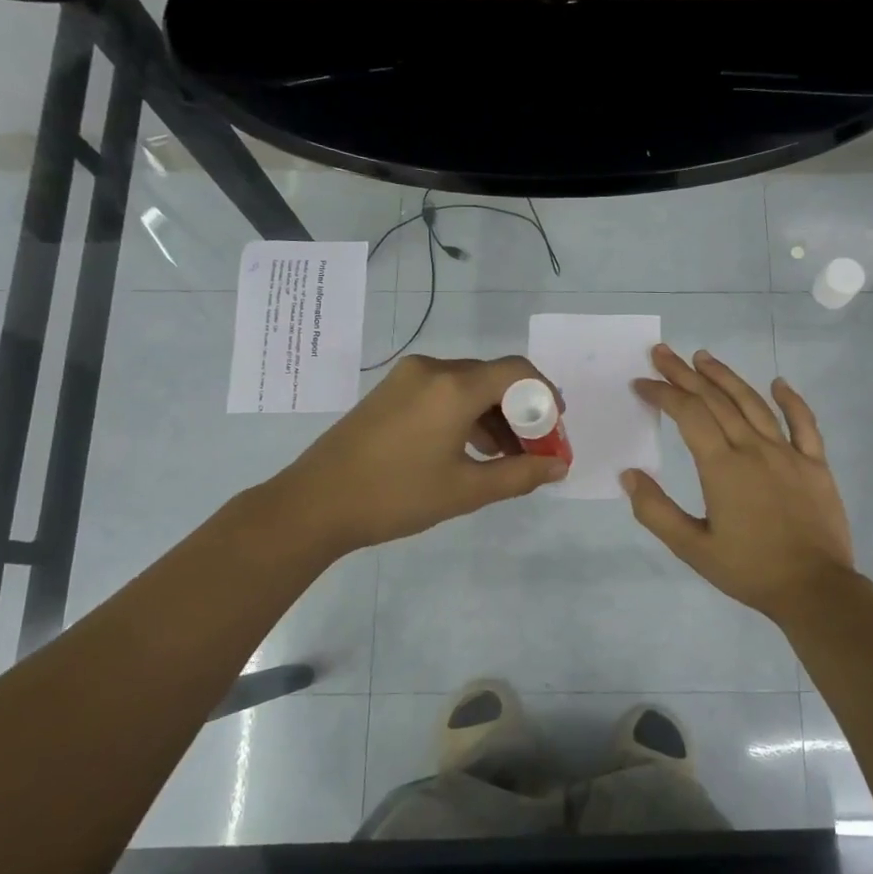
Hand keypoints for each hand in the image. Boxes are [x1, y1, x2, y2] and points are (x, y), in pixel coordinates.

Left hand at [273, 354, 567, 554]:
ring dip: (493, 415)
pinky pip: (442, 392)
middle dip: (521, 411)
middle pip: (493, 378)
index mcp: (454, 386)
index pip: (517, 372)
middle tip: (535, 449)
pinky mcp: (390, 392)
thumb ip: (520, 475)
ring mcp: (407, 378)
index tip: (556, 428)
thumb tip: (558, 466)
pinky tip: (470, 449)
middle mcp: (433, 370)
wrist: (315, 504)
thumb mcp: (466, 490)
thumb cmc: (396, 496)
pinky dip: (465, 414)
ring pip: (467, 386)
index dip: (545, 396)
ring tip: (506, 456)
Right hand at [624, 344, 856, 621]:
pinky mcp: (815, 464)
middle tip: (663, 353)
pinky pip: (804, 423)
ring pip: (753, 403)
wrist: (815, 589)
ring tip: (703, 357)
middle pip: (716, 400)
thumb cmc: (749, 570)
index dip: (663, 394)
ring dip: (726, 377)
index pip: (688, 414)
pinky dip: (790, 400)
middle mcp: (754, 449)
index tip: (642, 383)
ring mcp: (788, 453)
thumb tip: (628, 474)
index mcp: (722, 467)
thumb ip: (656, 511)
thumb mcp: (692, 548)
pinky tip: (778, 383)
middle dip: (685, 374)